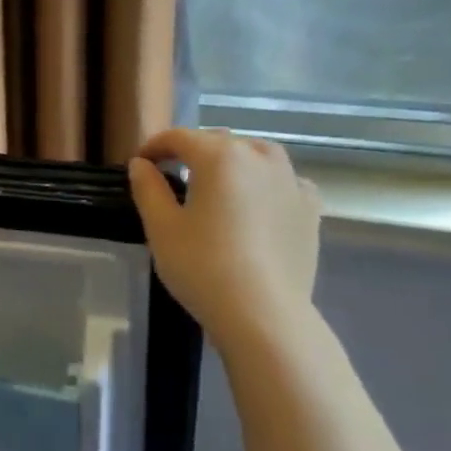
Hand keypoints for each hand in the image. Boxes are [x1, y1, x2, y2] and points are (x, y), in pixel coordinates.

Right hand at [127, 128, 321, 353]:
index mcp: (220, 156)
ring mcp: (291, 181)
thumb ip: (148, 188)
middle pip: (219, 142)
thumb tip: (141, 165)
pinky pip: (283, 182)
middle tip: (171, 174)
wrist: (263, 312)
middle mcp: (260, 157)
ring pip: (256, 156)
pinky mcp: (310, 208)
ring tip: (215, 185)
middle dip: (193, 152)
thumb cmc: (202, 266)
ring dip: (232, 162)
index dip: (154, 147)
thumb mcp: (161, 227)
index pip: (179, 137)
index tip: (139, 164)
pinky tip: (255, 204)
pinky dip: (265, 184)